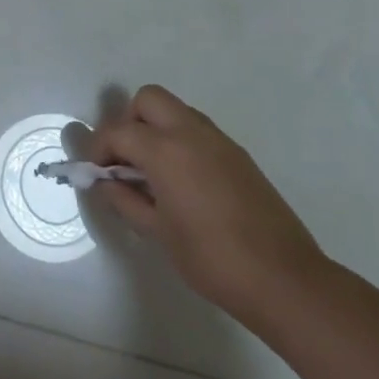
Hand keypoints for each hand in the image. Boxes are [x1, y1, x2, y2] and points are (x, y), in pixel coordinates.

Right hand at [87, 85, 325, 329]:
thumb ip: (124, 199)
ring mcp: (218, 140)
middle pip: (147, 99)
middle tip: (124, 160)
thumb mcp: (157, 232)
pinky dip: (179, 141)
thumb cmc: (211, 258)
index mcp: (166, 150)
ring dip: (155, 129)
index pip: (118, 131)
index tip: (95, 174)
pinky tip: (182, 182)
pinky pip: (197, 130)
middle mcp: (191, 132)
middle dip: (128, 122)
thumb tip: (104, 182)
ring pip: (175, 111)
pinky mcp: (237, 154)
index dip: (98, 149)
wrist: (284, 279)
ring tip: (151, 172)